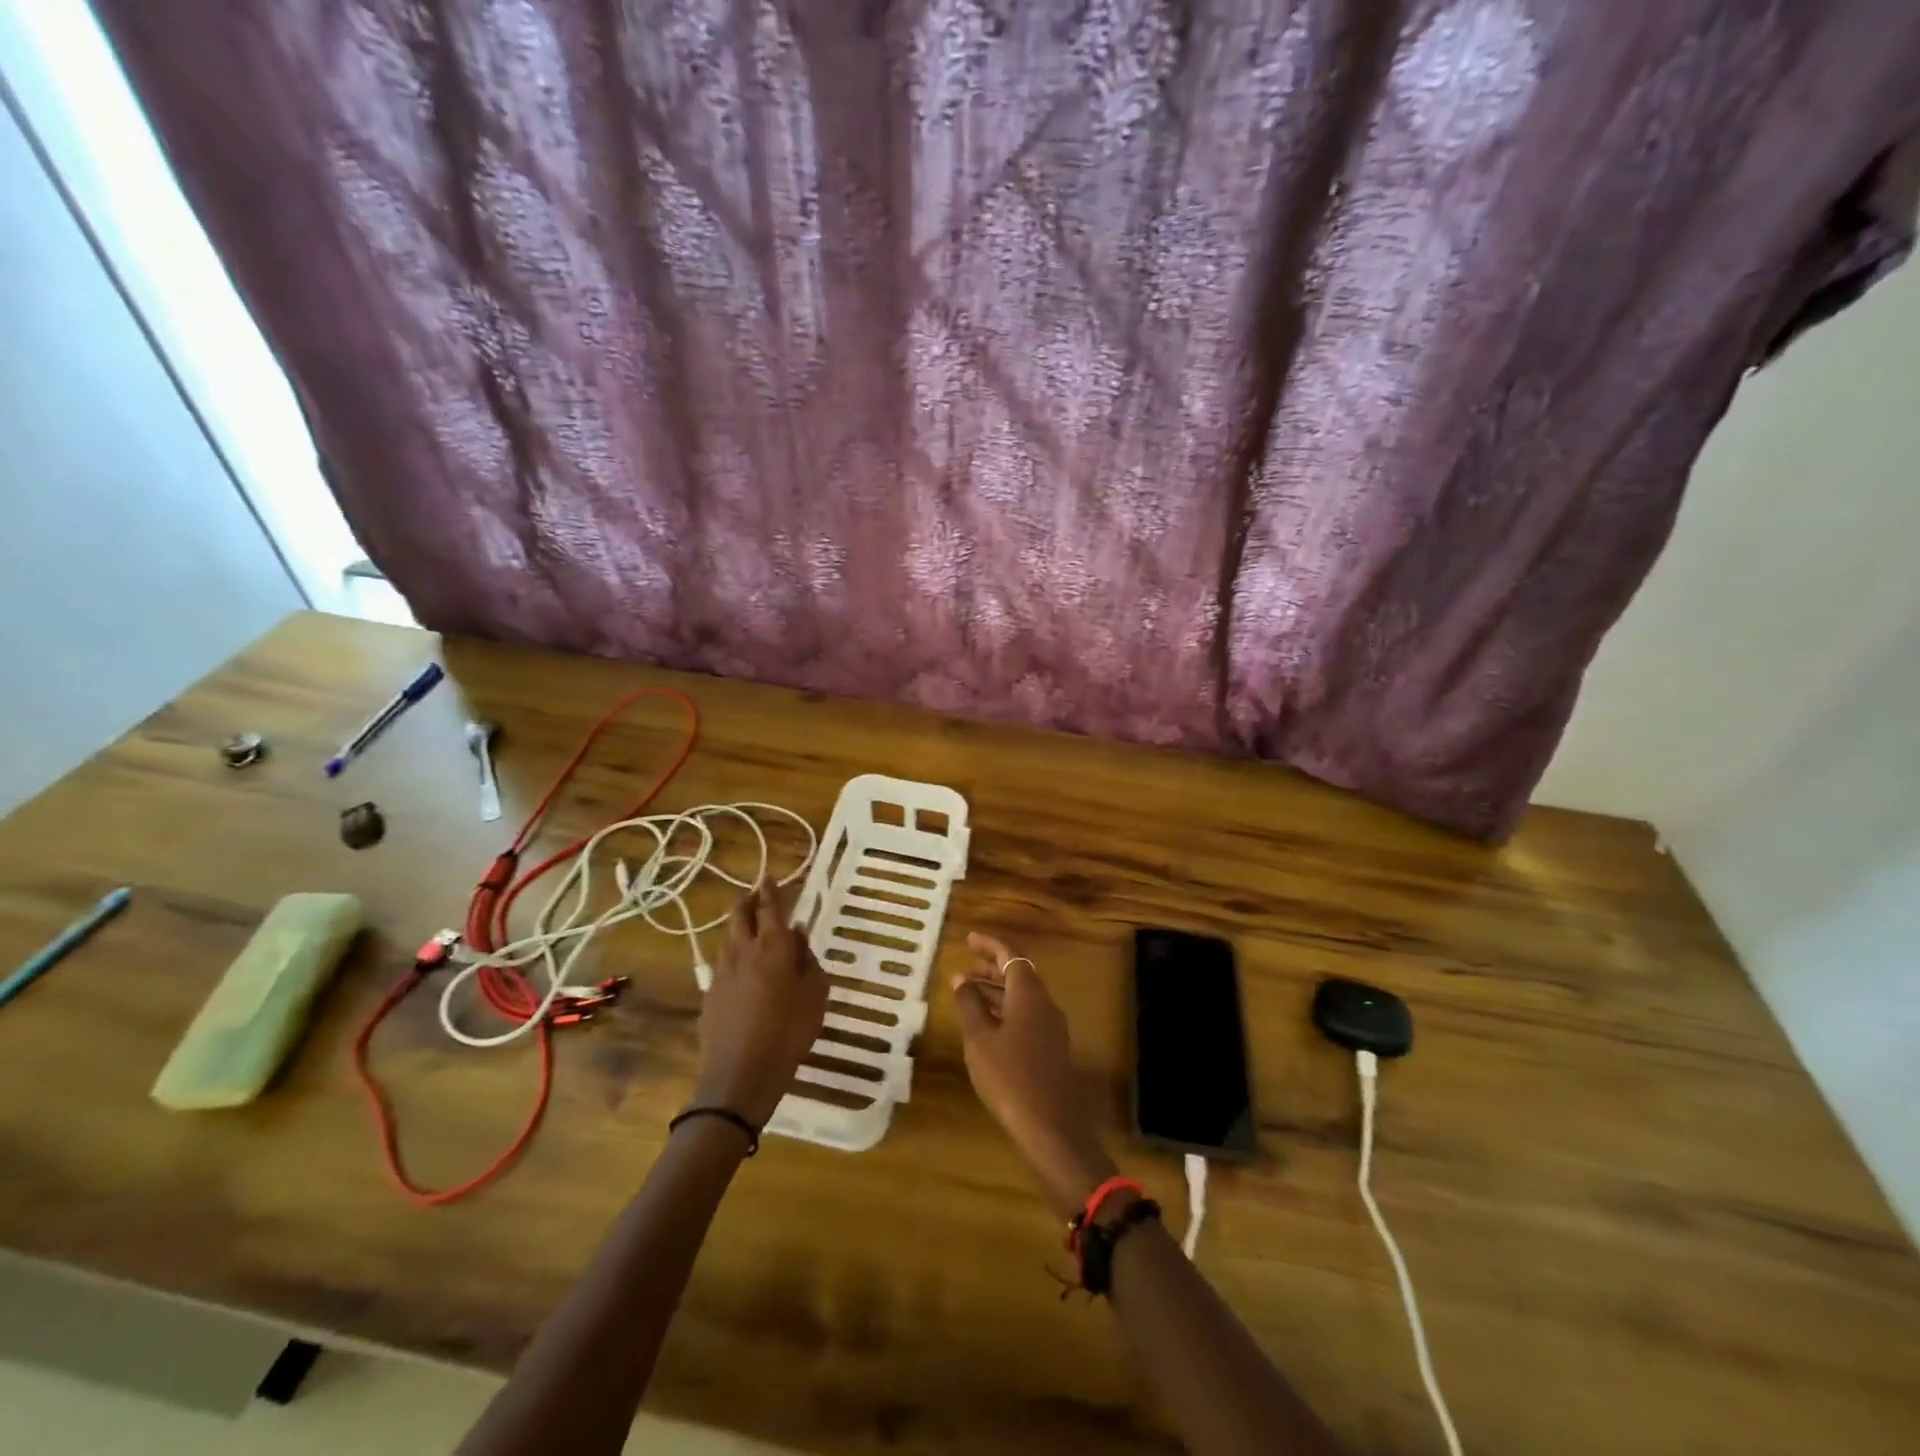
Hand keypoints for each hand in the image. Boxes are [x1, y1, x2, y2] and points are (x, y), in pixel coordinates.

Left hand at [690, 883, 827, 1128]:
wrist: (739, 1076)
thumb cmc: (789, 1033)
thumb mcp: (816, 996)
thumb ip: (809, 962)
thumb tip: (799, 936)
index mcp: (773, 948)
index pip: (770, 908)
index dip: (771, 891)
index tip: (770, 877)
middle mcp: (743, 952)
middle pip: (740, 916)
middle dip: (748, 901)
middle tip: (757, 896)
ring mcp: (721, 973)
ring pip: (728, 939)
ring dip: (739, 928)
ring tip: (750, 930)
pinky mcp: (709, 995)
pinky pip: (722, 964)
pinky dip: (732, 957)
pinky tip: (740, 969)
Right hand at [952, 933, 1116, 1216]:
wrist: (1051, 1126)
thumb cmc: (1009, 1077)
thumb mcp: (980, 1039)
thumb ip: (970, 1004)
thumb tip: (960, 979)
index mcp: (1029, 993)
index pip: (1010, 955)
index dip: (989, 944)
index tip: (968, 938)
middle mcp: (1045, 1003)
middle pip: (1019, 973)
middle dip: (991, 967)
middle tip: (964, 967)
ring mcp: (1052, 1027)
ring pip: (1023, 996)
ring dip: (997, 990)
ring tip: (968, 994)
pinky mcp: (1052, 1048)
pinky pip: (1027, 1014)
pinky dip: (1006, 1009)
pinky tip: (987, 1024)